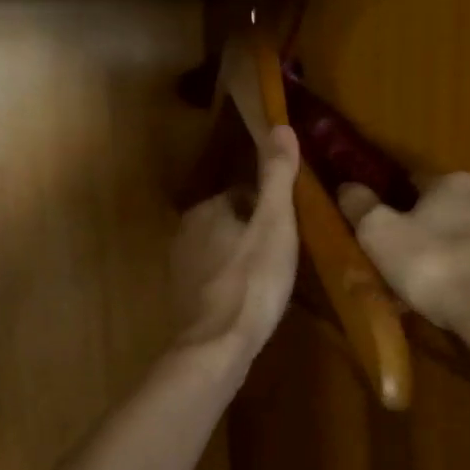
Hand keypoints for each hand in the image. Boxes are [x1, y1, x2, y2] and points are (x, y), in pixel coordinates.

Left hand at [171, 127, 300, 362]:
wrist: (218, 345)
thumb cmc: (252, 280)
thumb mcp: (275, 223)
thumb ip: (277, 176)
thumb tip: (280, 124)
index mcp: (206, 209)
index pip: (242, 194)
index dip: (269, 208)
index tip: (289, 228)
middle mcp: (185, 233)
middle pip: (229, 222)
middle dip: (252, 233)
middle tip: (284, 255)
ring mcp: (180, 268)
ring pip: (219, 251)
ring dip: (240, 258)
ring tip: (270, 278)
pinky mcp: (182, 300)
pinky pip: (212, 279)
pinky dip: (229, 283)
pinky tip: (249, 301)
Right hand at [337, 172, 469, 343]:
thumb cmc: (434, 266)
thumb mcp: (380, 235)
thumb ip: (361, 206)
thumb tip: (347, 185)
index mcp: (453, 182)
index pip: (415, 179)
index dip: (393, 199)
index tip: (379, 222)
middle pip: (445, 206)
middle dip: (424, 225)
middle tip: (401, 254)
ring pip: (467, 234)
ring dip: (448, 249)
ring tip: (426, 280)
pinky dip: (468, 272)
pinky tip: (454, 295)